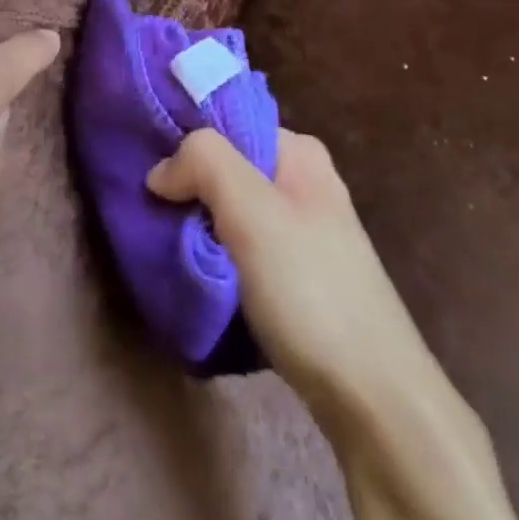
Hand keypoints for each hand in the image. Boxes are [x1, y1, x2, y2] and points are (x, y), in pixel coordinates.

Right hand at [146, 129, 448, 435]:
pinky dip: (215, 254)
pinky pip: (241, 246)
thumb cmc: (311, 292)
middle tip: (150, 213)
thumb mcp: (253, 213)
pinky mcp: (297, 275)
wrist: (372, 397)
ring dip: (198, 223)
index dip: (185, 142)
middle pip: (227, 167)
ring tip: (163, 241)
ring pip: (231, 210)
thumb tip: (161, 170)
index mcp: (300, 153)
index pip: (227, 122)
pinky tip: (194, 271)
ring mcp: (302, 232)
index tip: (146, 171)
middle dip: (188, 186)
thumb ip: (206, 164)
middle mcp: (303, 183)